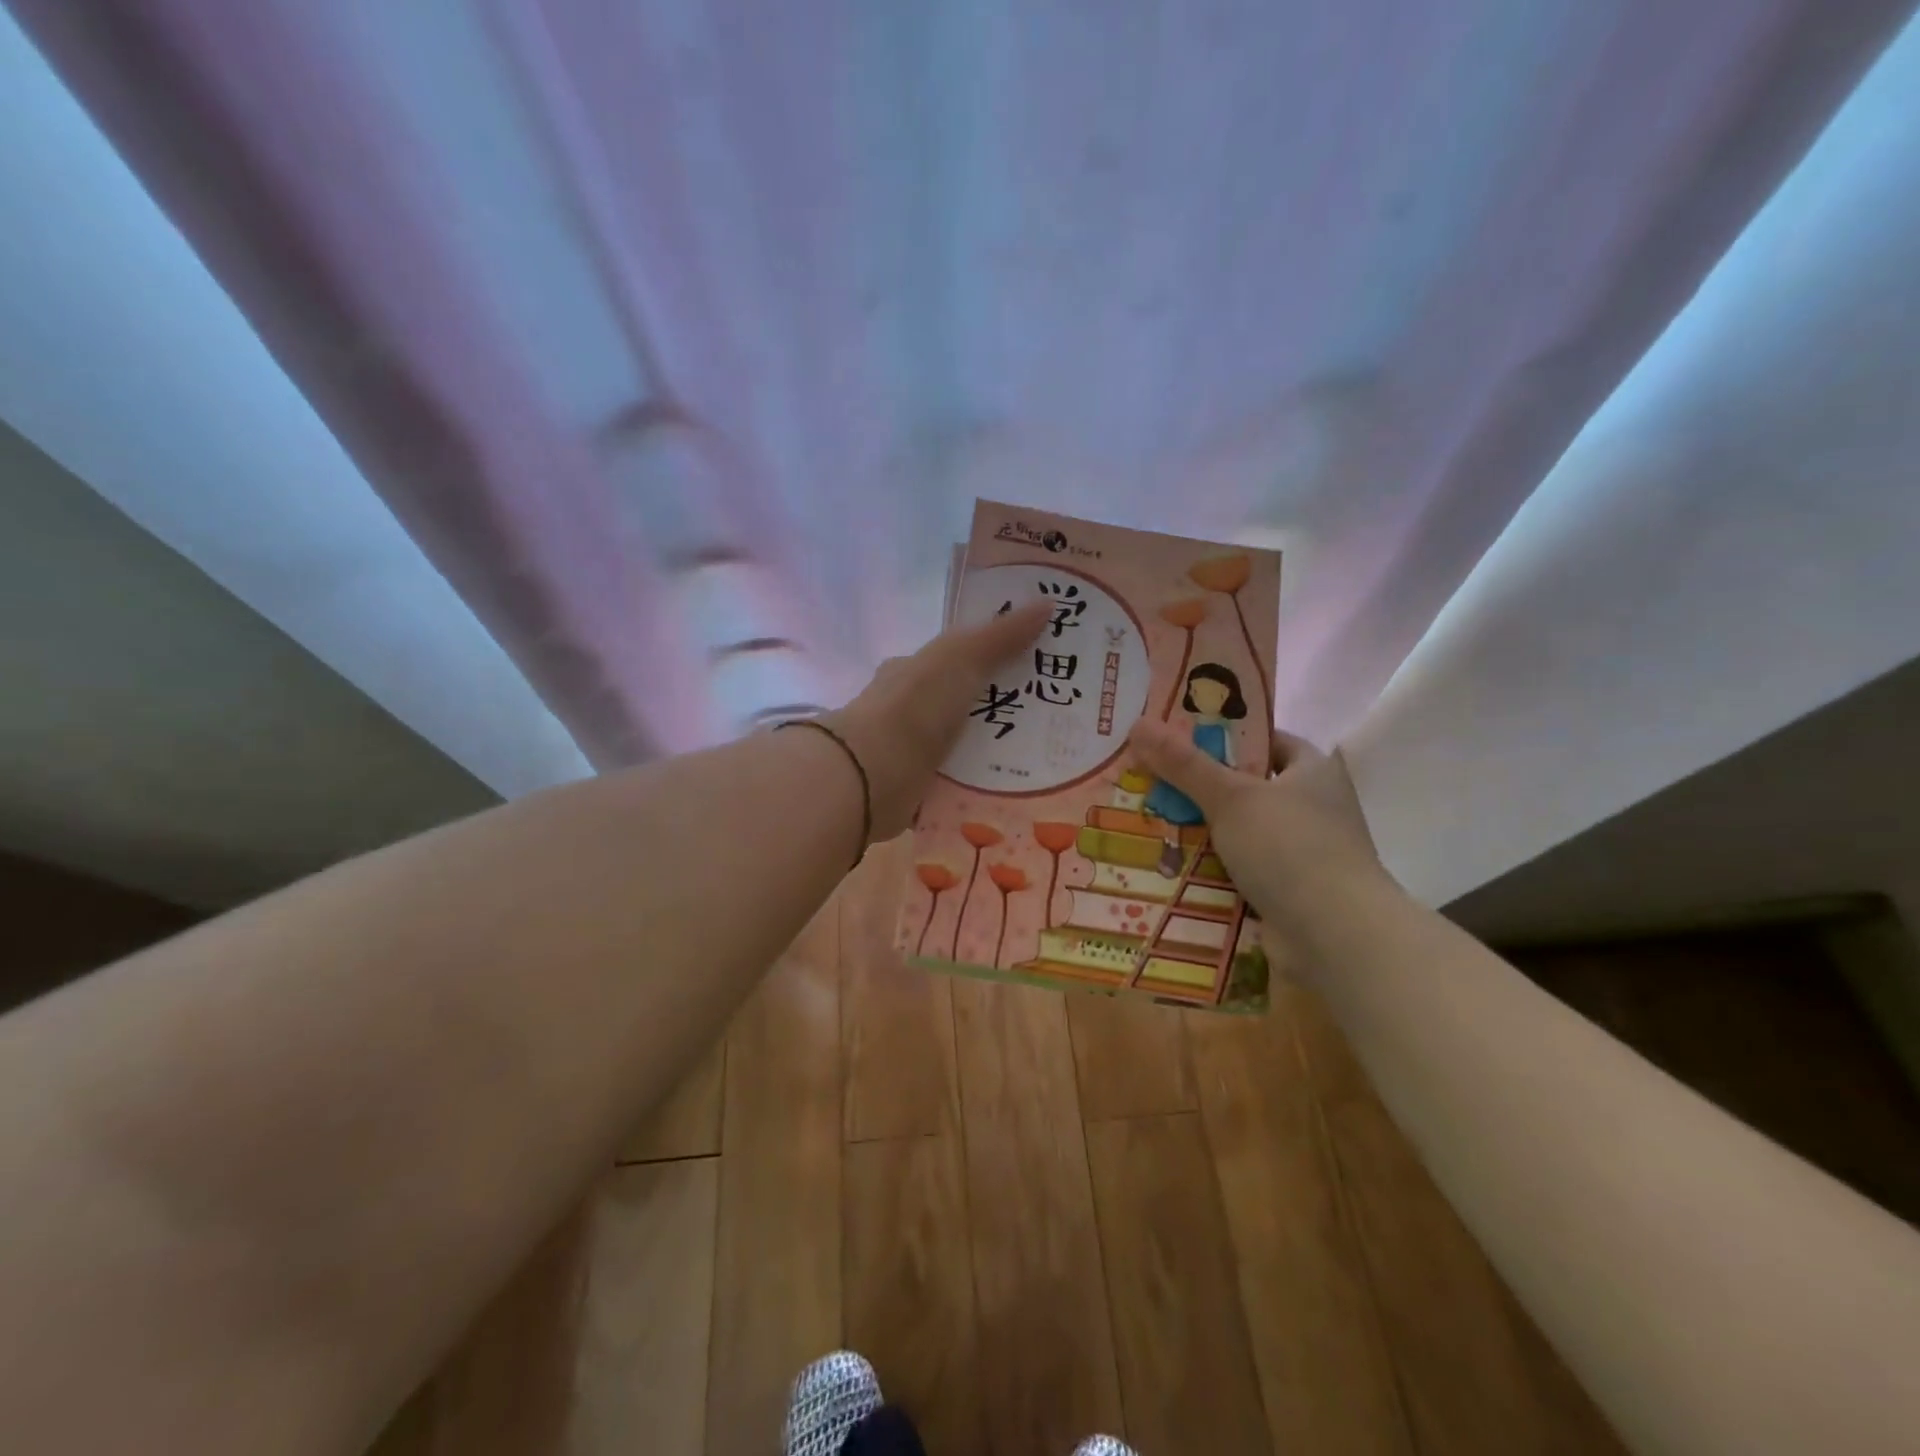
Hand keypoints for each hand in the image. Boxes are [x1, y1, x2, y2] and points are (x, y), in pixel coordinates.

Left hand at [821, 602, 1050, 840]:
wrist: (872, 773)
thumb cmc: (916, 706)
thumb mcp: (962, 657)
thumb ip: (1001, 635)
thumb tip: (1047, 603)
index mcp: (911, 671)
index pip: (953, 660)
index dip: (990, 660)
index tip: (1032, 670)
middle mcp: (907, 710)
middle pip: (961, 706)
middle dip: (998, 710)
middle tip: (1049, 719)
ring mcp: (908, 753)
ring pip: (959, 748)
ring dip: (991, 753)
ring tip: (1042, 761)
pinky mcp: (914, 792)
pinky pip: (955, 787)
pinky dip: (977, 789)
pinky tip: (1012, 793)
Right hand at [1125, 718, 1395, 968]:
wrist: (1335, 936)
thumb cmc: (1290, 848)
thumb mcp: (1231, 797)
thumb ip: (1185, 764)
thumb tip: (1139, 724)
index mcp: (1313, 771)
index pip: (1266, 741)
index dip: (1224, 736)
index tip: (1178, 737)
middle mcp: (1313, 808)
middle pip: (1246, 787)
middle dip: (1200, 787)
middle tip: (1149, 779)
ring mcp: (1302, 853)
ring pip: (1239, 832)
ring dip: (1201, 832)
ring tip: (1148, 821)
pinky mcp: (1288, 892)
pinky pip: (1239, 871)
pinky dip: (1211, 870)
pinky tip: (1170, 867)